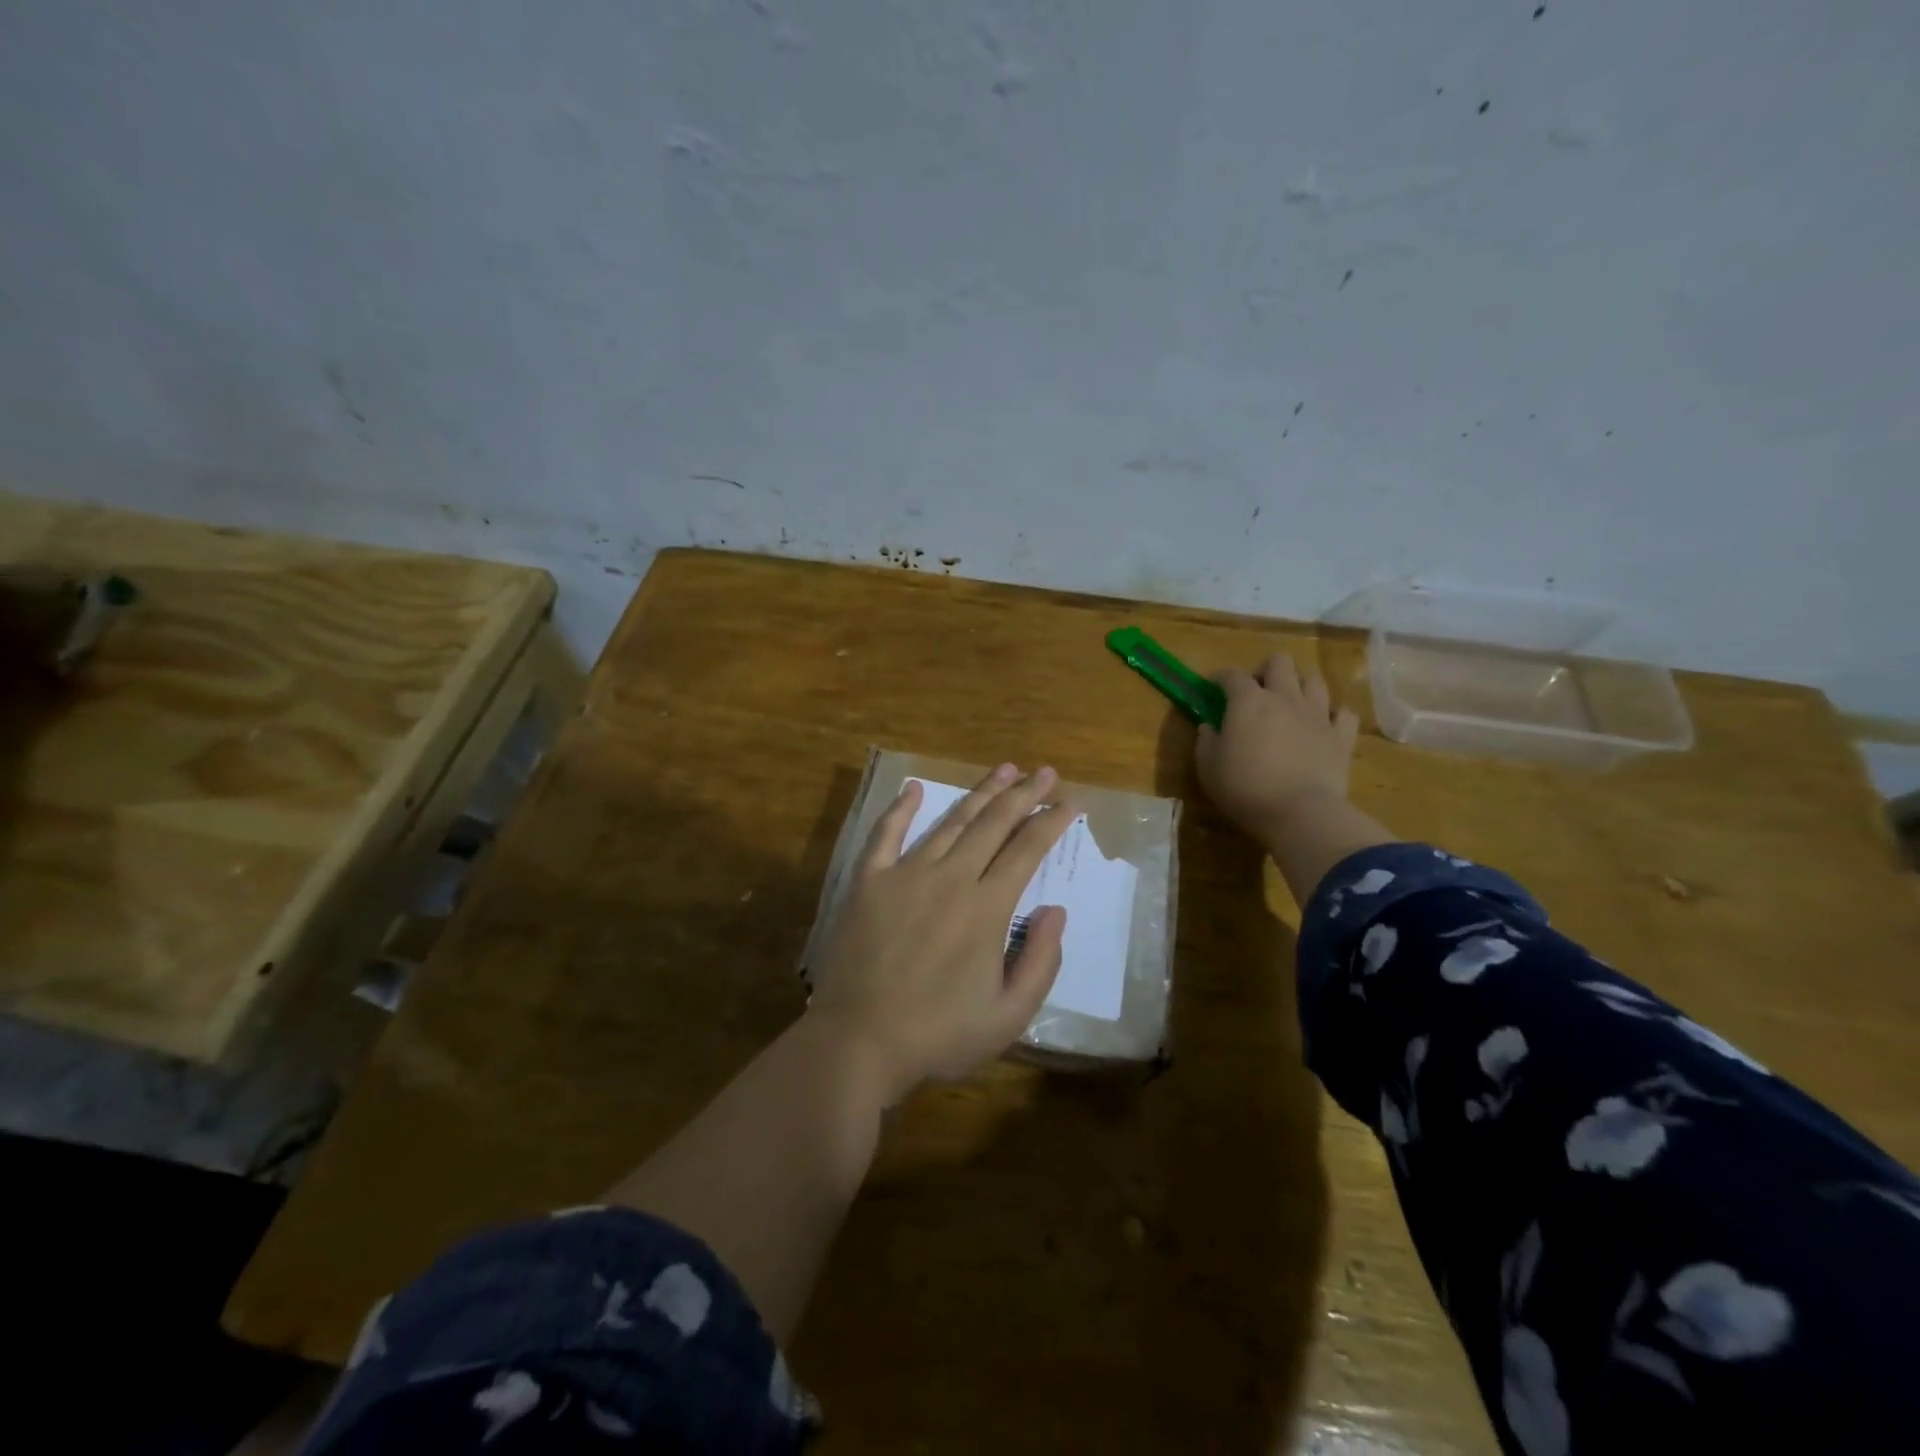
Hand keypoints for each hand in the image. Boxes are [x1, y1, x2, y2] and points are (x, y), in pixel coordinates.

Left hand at [807, 764, 1074, 1102]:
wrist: (858, 1042)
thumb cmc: (938, 1036)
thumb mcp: (1009, 1016)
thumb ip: (1041, 961)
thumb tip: (1056, 910)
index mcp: (987, 908)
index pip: (1027, 851)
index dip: (1051, 823)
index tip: (1069, 803)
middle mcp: (950, 878)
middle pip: (993, 824)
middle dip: (1024, 795)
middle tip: (1044, 772)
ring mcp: (905, 874)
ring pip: (950, 822)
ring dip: (980, 793)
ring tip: (1003, 769)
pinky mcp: (869, 881)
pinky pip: (886, 834)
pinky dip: (901, 809)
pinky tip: (913, 788)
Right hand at [1197, 652, 1360, 844]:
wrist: (1299, 813)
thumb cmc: (1244, 788)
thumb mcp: (1208, 767)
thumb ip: (1206, 741)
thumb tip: (1209, 726)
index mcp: (1248, 702)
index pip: (1232, 675)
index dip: (1220, 677)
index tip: (1213, 688)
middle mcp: (1285, 698)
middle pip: (1280, 662)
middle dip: (1266, 670)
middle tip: (1257, 692)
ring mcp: (1318, 714)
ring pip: (1315, 680)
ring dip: (1300, 686)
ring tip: (1291, 704)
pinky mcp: (1341, 736)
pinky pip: (1344, 713)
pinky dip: (1333, 714)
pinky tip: (1324, 724)